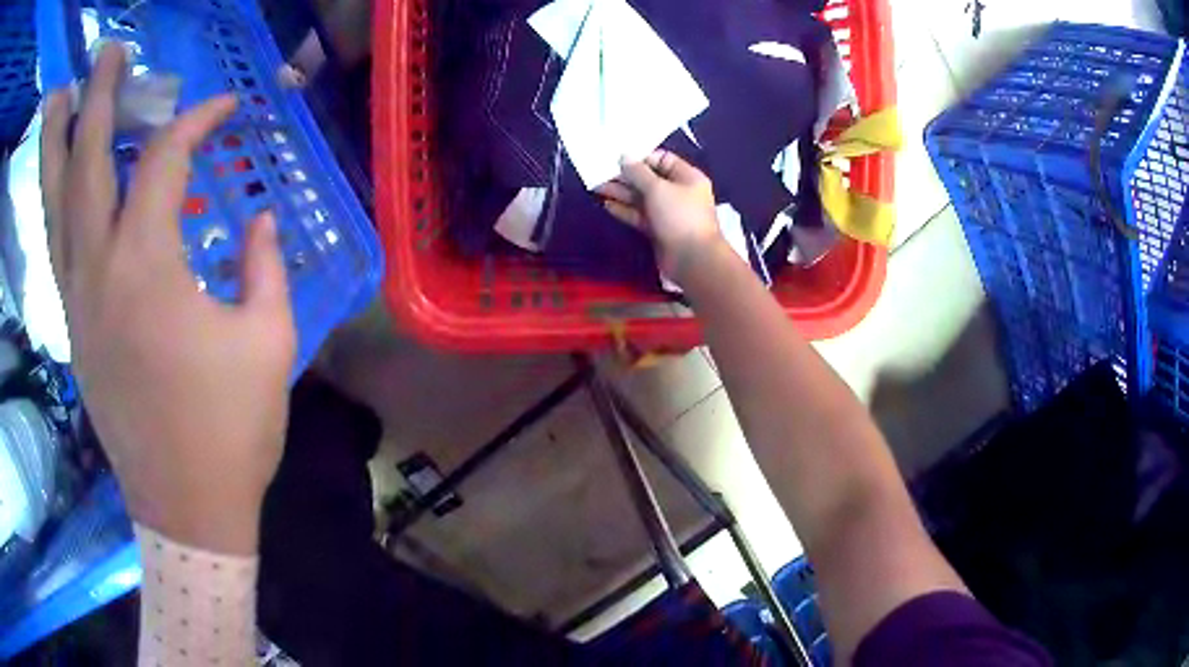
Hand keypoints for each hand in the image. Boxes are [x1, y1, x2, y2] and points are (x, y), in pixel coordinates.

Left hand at [41, 44, 295, 554]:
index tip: (224, 109)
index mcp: (148, 268)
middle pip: (87, 164)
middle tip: (106, 53)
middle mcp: (99, 272)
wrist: (189, 512)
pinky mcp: (74, 333)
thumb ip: (264, 267)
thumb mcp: (268, 342)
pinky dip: (56, 203)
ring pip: (55, 207)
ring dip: (55, 146)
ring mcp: (78, 304)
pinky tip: (58, 181)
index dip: (197, 121)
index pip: (164, 161)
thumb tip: (260, 219)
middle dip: (97, 99)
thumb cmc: (233, 432)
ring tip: (57, 101)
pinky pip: (57, 249)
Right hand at [596, 150, 724, 283]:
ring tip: (597, 187)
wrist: (692, 259)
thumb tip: (624, 157)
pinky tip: (606, 205)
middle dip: (625, 176)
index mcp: (686, 177)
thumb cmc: (679, 216)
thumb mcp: (658, 188)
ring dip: (621, 192)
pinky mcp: (658, 229)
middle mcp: (678, 192)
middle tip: (600, 172)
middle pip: (649, 179)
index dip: (640, 158)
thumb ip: (638, 172)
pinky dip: (624, 210)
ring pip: (641, 198)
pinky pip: (639, 215)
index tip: (618, 158)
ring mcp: (667, 212)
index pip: (662, 159)